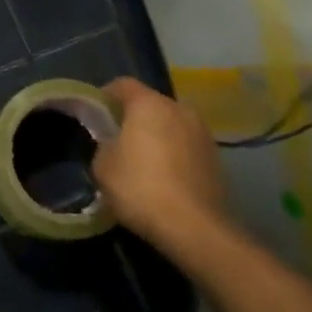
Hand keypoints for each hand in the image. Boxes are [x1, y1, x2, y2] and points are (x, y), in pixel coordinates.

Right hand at [92, 77, 227, 252]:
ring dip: (157, 136)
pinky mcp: (216, 157)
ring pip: (171, 125)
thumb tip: (112, 143)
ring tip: (143, 162)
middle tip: (117, 140)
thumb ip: (104, 144)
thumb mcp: (103, 166)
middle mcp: (179, 108)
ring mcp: (202, 132)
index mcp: (148, 104)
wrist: (194, 227)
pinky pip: (186, 146)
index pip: (122, 85)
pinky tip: (164, 178)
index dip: (105, 96)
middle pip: (149, 104)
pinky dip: (174, 154)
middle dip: (133, 118)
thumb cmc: (141, 188)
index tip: (95, 115)